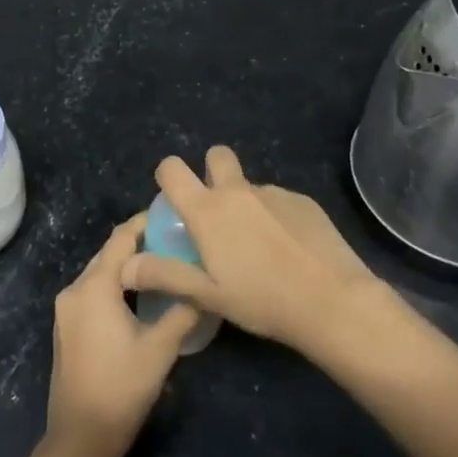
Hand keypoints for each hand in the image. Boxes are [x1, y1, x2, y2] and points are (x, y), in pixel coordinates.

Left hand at [46, 217, 201, 456]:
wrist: (81, 437)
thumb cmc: (122, 387)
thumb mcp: (161, 347)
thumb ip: (183, 310)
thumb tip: (205, 287)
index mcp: (94, 286)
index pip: (121, 238)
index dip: (145, 222)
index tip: (171, 216)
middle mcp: (74, 289)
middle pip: (108, 254)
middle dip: (138, 243)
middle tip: (173, 240)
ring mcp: (65, 310)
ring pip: (99, 273)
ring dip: (126, 266)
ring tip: (161, 264)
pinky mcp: (66, 328)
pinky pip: (92, 292)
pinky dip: (114, 285)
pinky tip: (138, 295)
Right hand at [120, 146, 381, 357]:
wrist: (332, 301)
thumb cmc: (262, 300)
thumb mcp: (207, 295)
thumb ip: (164, 275)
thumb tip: (125, 265)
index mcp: (208, 210)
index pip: (172, 168)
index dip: (168, 176)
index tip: (174, 199)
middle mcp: (238, 191)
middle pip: (216, 155)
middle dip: (211, 171)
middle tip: (217, 211)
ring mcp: (274, 192)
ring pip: (250, 185)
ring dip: (246, 203)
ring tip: (260, 247)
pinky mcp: (304, 201)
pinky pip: (279, 201)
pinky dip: (276, 217)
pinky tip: (289, 251)